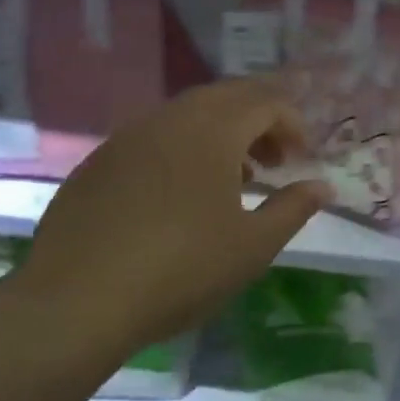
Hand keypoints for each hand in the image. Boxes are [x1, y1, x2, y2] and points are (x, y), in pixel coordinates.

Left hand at [13, 78, 332, 356]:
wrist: (76, 303)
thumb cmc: (181, 270)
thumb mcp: (253, 246)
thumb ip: (293, 208)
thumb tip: (322, 187)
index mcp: (212, 131)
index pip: (266, 103)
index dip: (293, 125)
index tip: (303, 160)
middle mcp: (169, 120)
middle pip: (226, 97)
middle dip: (259, 122)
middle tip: (275, 162)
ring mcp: (127, 138)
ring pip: (186, 115)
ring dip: (221, 135)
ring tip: (234, 181)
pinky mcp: (98, 164)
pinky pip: (153, 138)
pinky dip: (182, 150)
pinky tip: (180, 196)